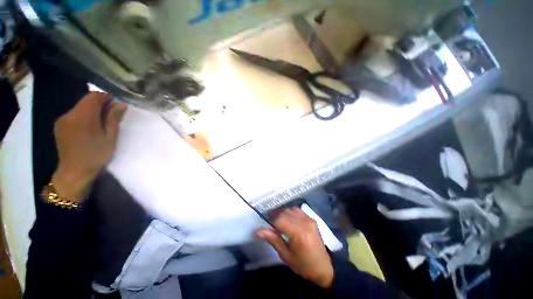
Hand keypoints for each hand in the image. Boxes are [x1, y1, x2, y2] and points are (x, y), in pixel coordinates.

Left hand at [51, 92, 126, 203]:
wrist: (75, 171)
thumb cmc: (96, 155)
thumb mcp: (110, 137)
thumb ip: (114, 118)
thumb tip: (121, 104)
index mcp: (83, 117)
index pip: (94, 97)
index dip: (106, 97)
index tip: (116, 104)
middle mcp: (70, 114)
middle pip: (86, 101)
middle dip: (100, 104)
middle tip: (112, 114)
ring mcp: (63, 120)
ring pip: (80, 107)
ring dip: (92, 110)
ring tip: (102, 122)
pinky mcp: (60, 125)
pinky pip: (74, 114)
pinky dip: (84, 116)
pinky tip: (90, 127)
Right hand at [257, 207, 333, 288]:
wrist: (324, 267)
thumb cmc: (303, 265)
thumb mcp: (286, 256)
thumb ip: (273, 240)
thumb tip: (259, 231)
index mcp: (299, 234)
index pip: (280, 220)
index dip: (271, 220)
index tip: (265, 224)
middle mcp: (305, 223)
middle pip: (285, 212)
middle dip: (275, 216)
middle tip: (270, 223)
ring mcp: (309, 219)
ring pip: (290, 209)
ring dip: (282, 213)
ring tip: (278, 221)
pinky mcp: (312, 218)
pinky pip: (297, 210)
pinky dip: (290, 212)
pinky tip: (288, 219)